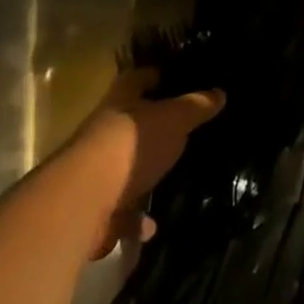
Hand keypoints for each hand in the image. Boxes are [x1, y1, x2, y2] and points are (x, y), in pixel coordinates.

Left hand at [73, 68, 223, 257]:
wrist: (84, 200)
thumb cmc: (132, 145)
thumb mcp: (174, 119)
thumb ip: (196, 107)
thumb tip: (220, 93)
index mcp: (122, 100)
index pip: (140, 78)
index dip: (158, 77)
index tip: (179, 81)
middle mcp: (103, 130)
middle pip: (129, 123)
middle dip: (152, 129)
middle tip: (182, 133)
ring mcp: (93, 169)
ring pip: (121, 167)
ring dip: (141, 177)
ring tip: (168, 183)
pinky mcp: (90, 206)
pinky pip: (117, 210)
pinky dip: (133, 219)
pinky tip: (150, 226)